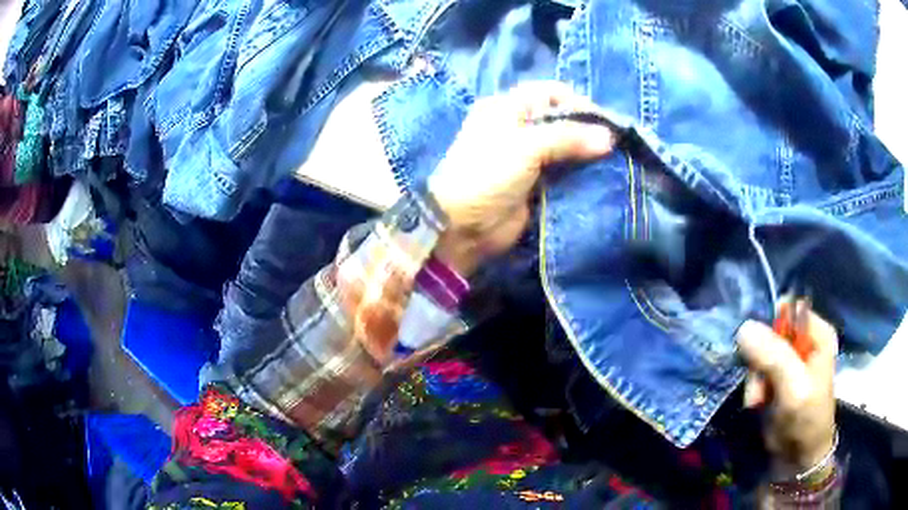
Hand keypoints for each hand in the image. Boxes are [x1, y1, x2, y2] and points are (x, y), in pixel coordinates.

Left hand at [428, 82, 614, 275]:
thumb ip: (568, 137)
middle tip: (613, 145)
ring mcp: (527, 156)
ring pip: (565, 147)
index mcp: (507, 107)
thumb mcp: (526, 146)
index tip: (603, 122)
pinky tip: (600, 177)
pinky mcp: (535, 183)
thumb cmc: (488, 174)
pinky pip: (563, 173)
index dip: (578, 103)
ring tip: (612, 161)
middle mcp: (518, 127)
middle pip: (561, 120)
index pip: (551, 93)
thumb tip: (609, 138)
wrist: (463, 226)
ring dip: (586, 154)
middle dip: (587, 130)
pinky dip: (580, 174)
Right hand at [736, 303, 837, 474]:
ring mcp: (790, 361)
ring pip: (760, 354)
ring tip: (756, 401)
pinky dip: (753, 388)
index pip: (788, 310)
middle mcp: (803, 341)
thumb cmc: (806, 419)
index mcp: (817, 333)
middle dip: (759, 360)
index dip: (770, 325)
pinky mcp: (776, 378)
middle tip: (758, 386)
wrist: (798, 458)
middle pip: (771, 332)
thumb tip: (743, 327)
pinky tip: (756, 404)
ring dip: (754, 378)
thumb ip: (773, 356)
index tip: (759, 350)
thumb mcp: (793, 387)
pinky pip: (757, 371)